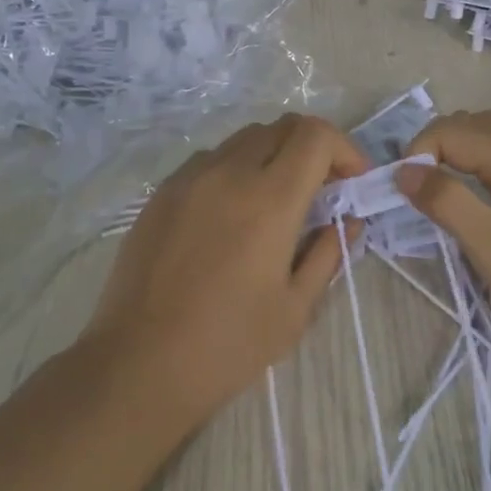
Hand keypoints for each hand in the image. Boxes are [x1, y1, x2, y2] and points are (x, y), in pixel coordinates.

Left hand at [85, 113, 368, 423]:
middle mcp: (229, 173)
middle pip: (282, 127)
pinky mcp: (162, 191)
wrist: (139, 363)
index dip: (343, 148)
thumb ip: (328, 254)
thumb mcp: (294, 309)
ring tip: (274, 202)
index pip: (315, 136)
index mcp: (269, 200)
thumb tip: (348, 221)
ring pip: (244, 139)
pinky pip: (210, 159)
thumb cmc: (228, 345)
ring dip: (272, 156)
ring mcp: (190, 177)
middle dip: (312, 149)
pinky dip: (235, 169)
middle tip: (320, 191)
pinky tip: (230, 214)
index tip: (351, 182)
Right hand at [397, 108, 490, 353]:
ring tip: (459, 157)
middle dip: (444, 137)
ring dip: (485, 131)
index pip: (454, 133)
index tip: (401, 187)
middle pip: (485, 122)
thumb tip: (406, 170)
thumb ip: (446, 201)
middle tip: (418, 176)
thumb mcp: (490, 247)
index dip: (420, 151)